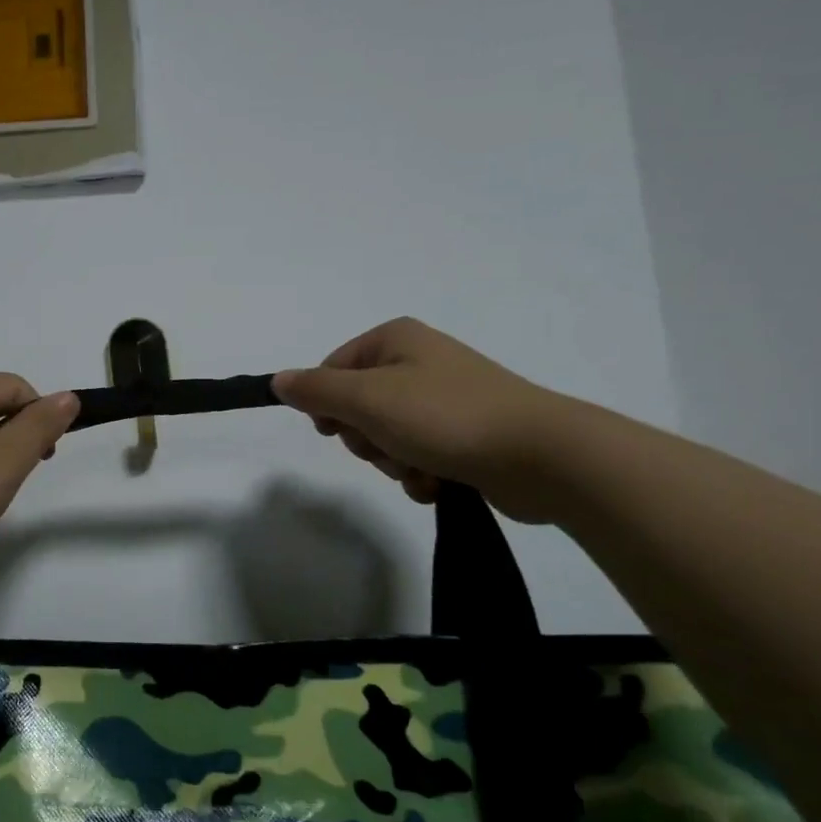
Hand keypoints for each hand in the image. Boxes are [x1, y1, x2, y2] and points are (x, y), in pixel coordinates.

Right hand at [273, 318, 568, 522]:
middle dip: (366, 438)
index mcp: (395, 340)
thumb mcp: (367, 400)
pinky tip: (439, 481)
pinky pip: (418, 455)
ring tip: (421, 467)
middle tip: (387, 446)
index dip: (326, 403)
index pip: (332, 368)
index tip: (334, 430)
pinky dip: (420, 473)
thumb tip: (278, 381)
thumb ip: (316, 390)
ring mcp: (445, 399)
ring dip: (393, 461)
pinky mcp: (465, 435)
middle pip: (357, 406)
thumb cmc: (445, 417)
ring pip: (386, 436)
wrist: (542, 456)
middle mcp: (419, 362)